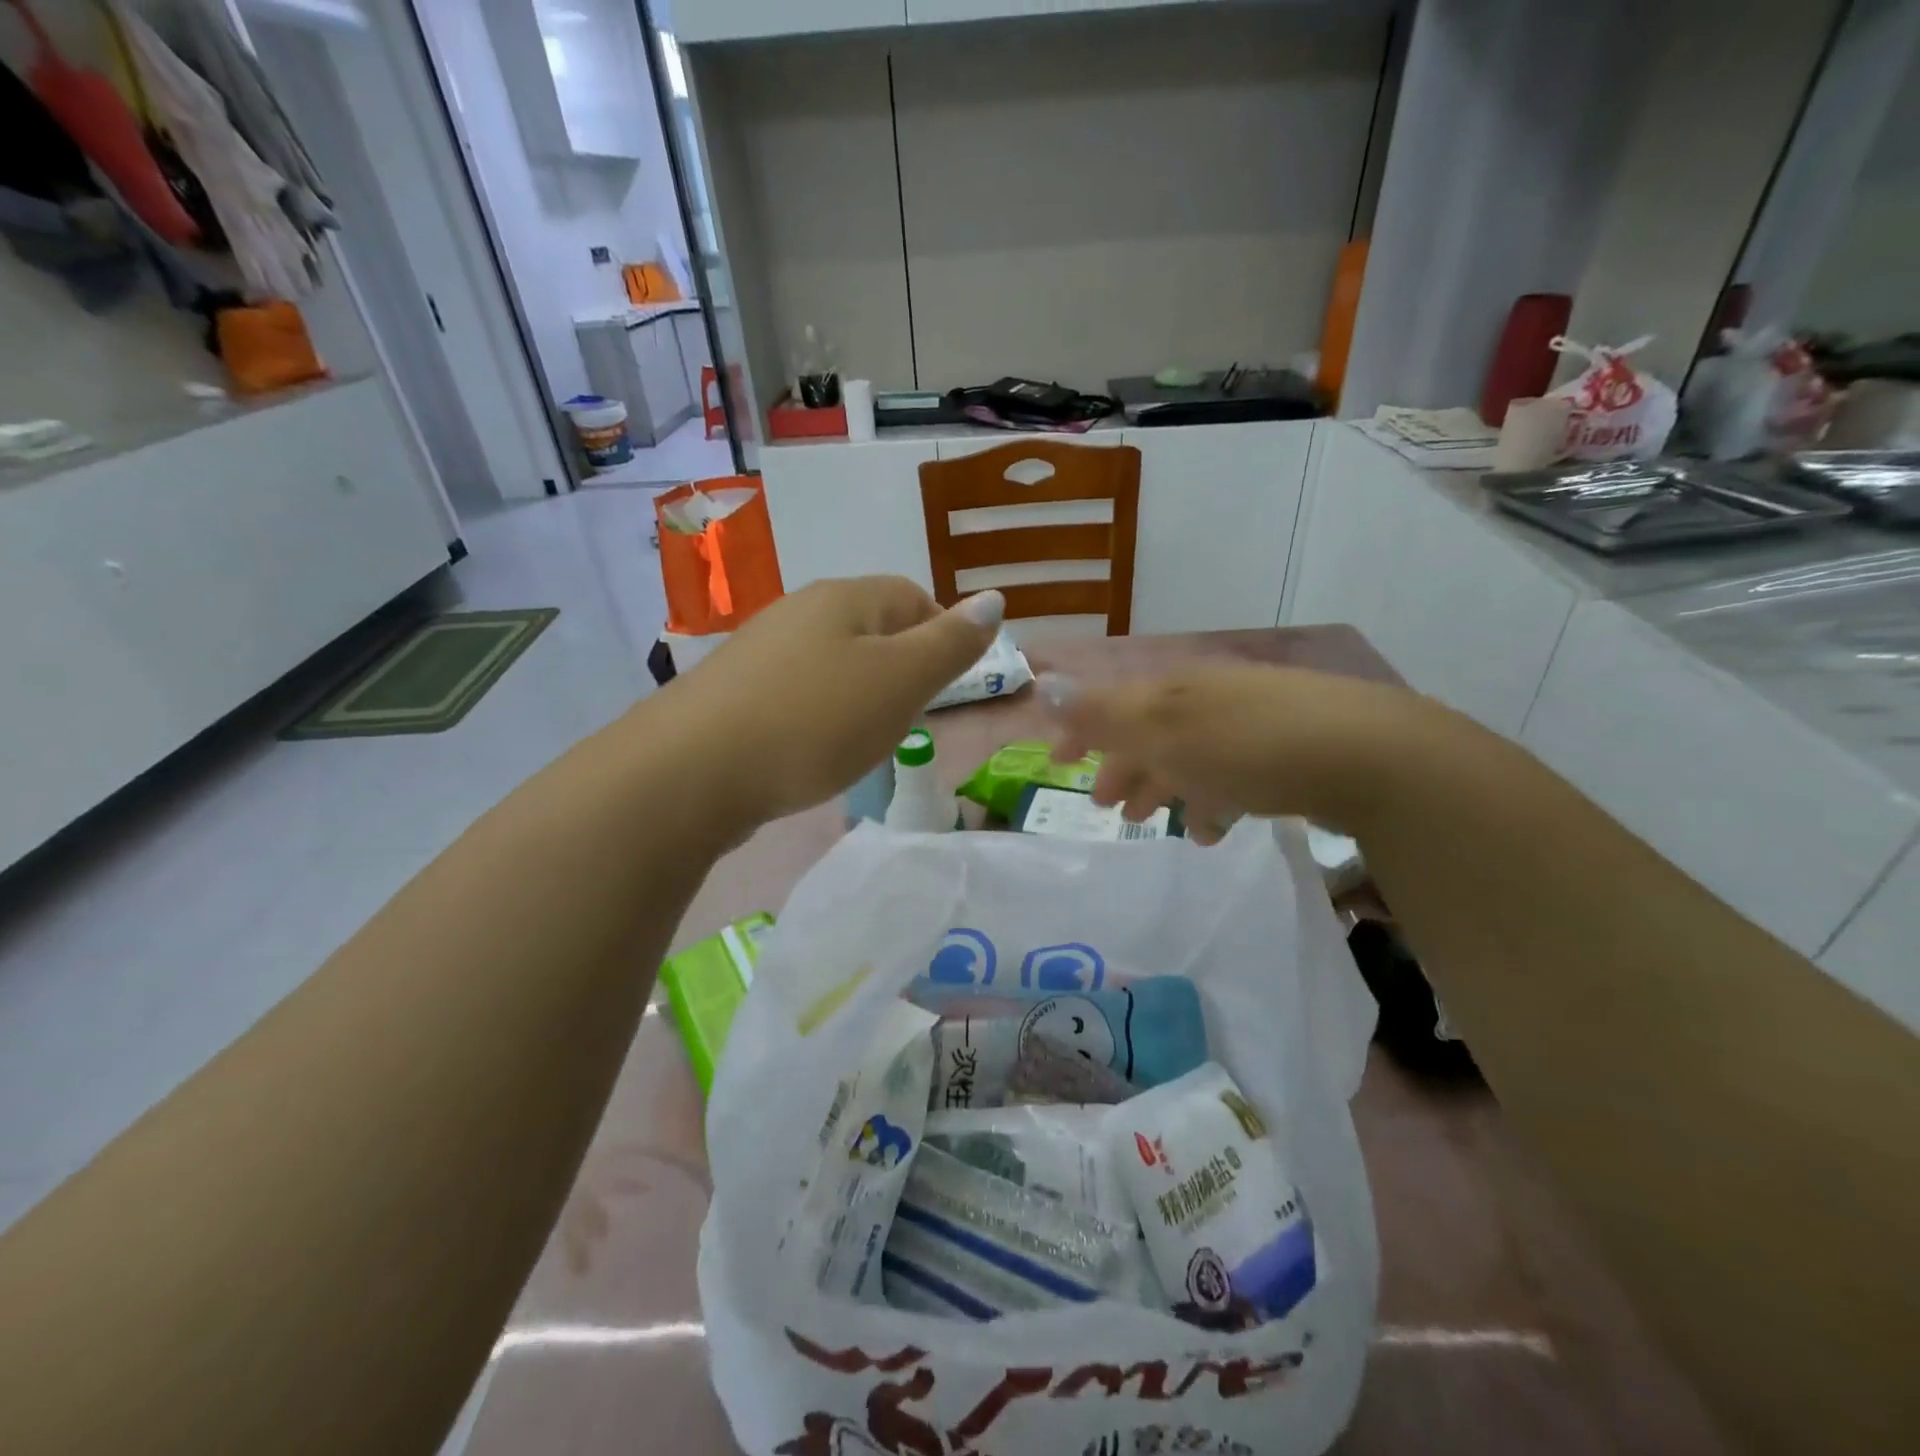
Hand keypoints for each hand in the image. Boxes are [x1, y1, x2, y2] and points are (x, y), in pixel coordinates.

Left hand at [662, 577, 1003, 826]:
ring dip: (859, 692)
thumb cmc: (814, 721)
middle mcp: (800, 610)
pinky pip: (796, 691)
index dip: (942, 634)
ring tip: (864, 737)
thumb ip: (950, 644)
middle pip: (871, 626)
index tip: (949, 686)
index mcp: (845, 598)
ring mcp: (760, 649)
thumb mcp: (900, 682)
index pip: (912, 597)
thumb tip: (994, 600)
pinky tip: (810, 748)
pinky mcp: (733, 691)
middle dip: (901, 666)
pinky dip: (818, 713)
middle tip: (910, 716)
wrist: (692, 771)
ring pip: (832, 660)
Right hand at [1040, 663, 1432, 842]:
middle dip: (1123, 766)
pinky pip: (1232, 775)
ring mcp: (1252, 723)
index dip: (1081, 730)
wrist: (1370, 757)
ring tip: (1153, 823)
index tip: (1058, 763)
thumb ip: (1102, 714)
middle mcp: (1210, 698)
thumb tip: (1042, 686)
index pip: (1112, 703)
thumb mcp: (1163, 729)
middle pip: (1152, 731)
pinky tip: (1213, 830)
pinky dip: (1212, 799)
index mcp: (1176, 689)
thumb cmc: (1248, 745)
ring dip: (1165, 787)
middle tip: (1106, 807)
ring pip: (1191, 755)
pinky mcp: (1288, 752)